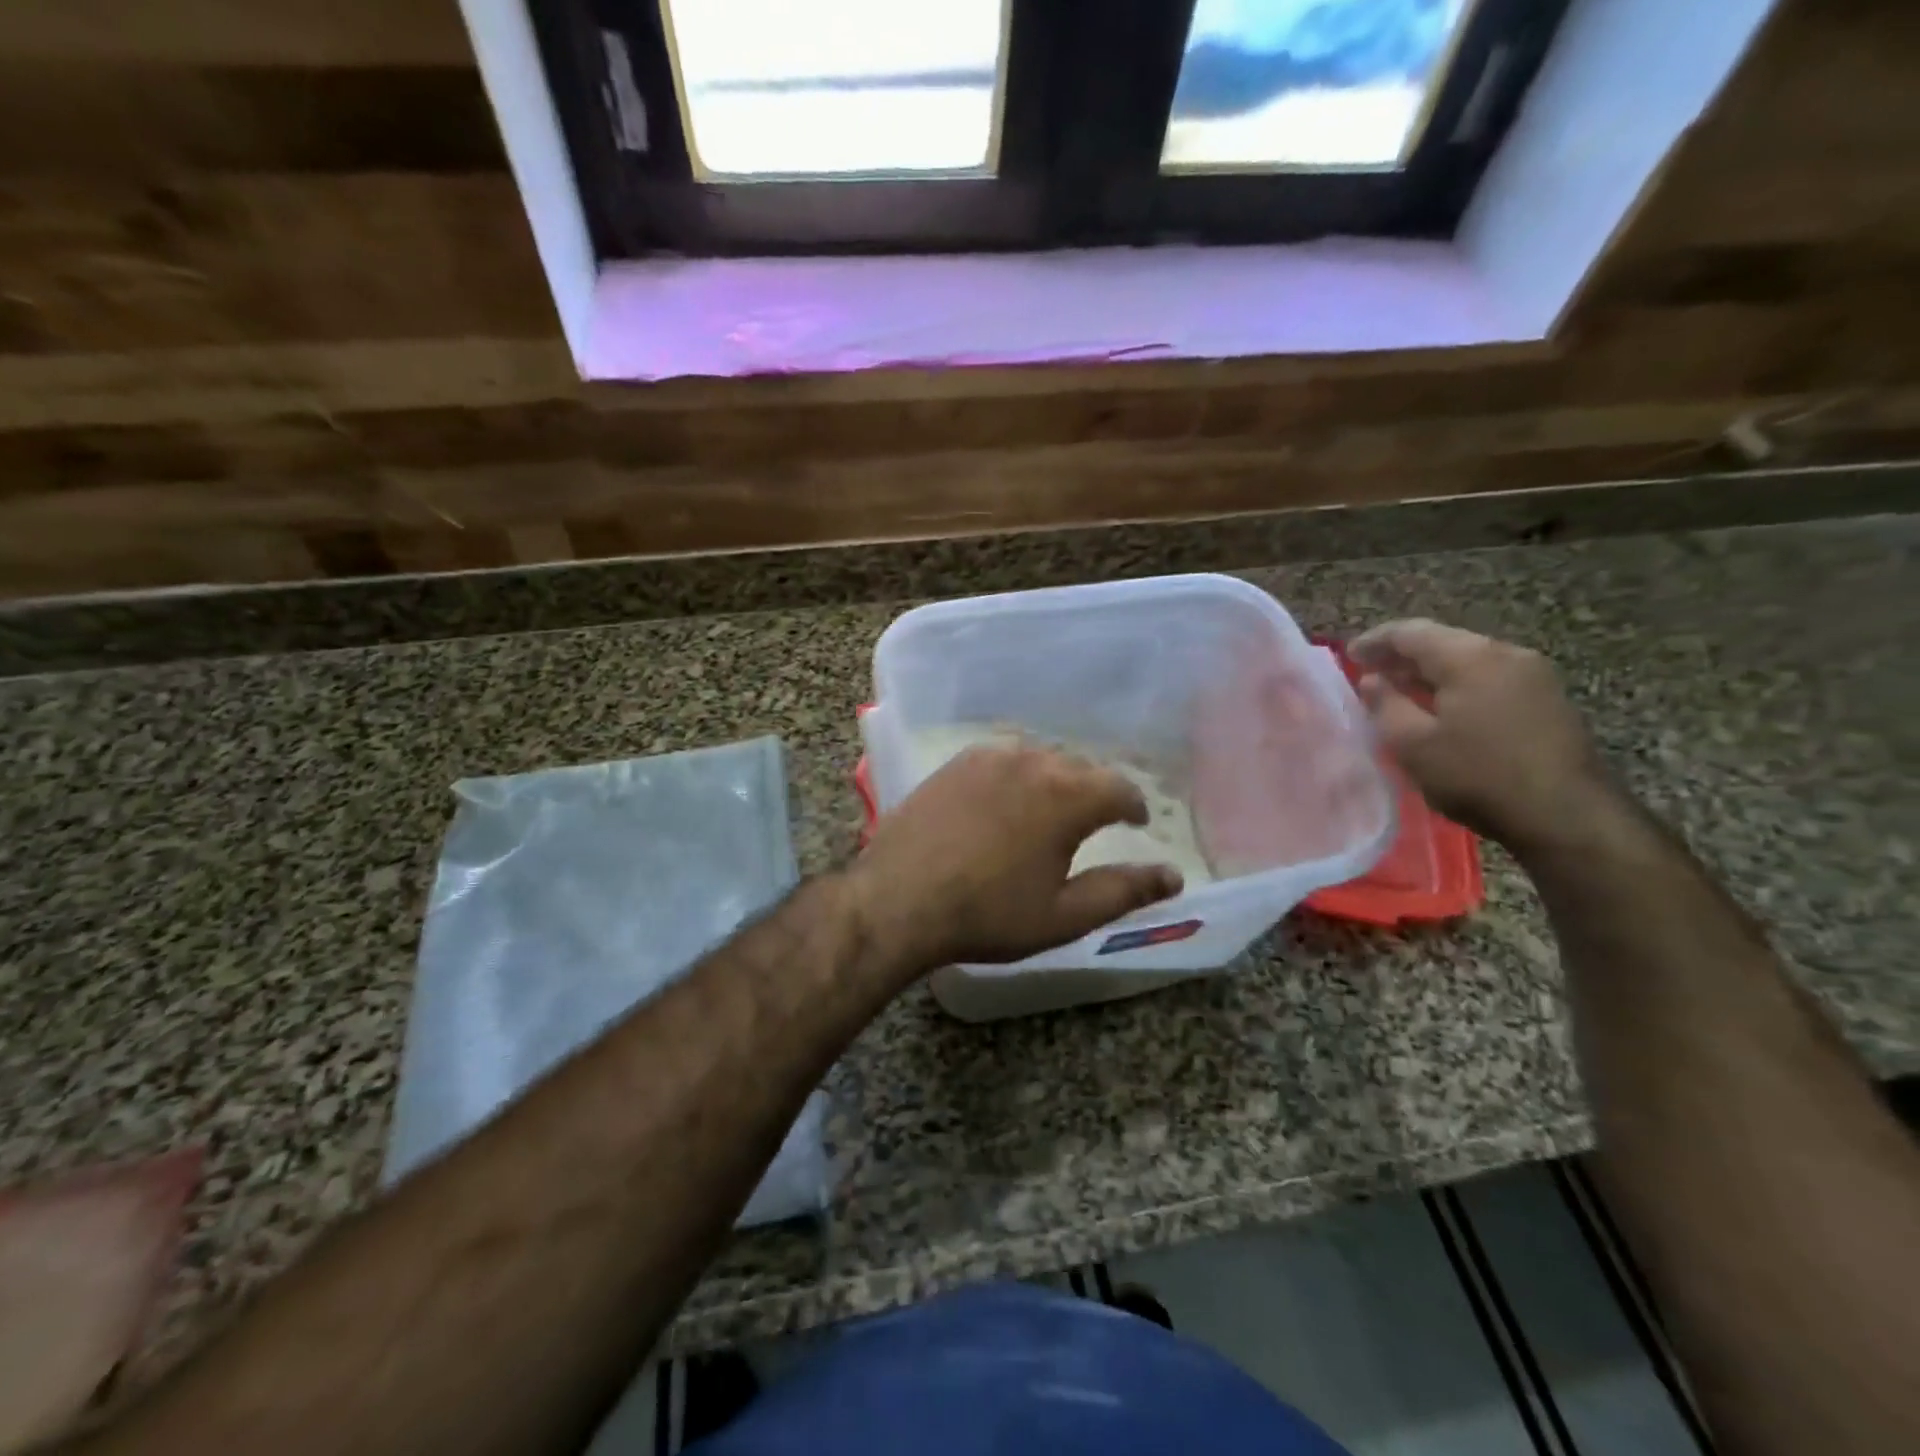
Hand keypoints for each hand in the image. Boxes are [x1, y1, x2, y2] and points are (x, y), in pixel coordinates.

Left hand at [844, 742, 1183, 975]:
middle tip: (1096, 820)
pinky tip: (1006, 797)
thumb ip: (1123, 891)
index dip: (1134, 805)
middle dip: (1095, 791)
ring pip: (1039, 758)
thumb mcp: (1063, 915)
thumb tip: (1172, 876)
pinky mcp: (954, 764)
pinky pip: (1001, 758)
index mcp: (1067, 796)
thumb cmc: (988, 915)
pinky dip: (1017, 774)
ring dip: (1055, 779)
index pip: (1119, 788)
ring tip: (1052, 807)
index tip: (1136, 822)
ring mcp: (987, 758)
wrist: (899, 901)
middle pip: (1080, 768)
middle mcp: (1031, 762)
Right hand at [1349, 618, 1613, 852]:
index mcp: (1470, 657)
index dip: (1375, 641)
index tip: (1349, 655)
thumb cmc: (1478, 776)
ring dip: (1431, 671)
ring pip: (1468, 660)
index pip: (1411, 632)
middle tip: (1371, 673)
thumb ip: (1385, 705)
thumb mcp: (1413, 744)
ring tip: (1401, 691)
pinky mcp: (1547, 699)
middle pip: (1443, 641)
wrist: (1568, 816)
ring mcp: (1534, 675)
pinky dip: (1457, 684)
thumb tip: (1373, 679)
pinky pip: (1489, 678)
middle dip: (1403, 655)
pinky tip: (1442, 708)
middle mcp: (1506, 653)